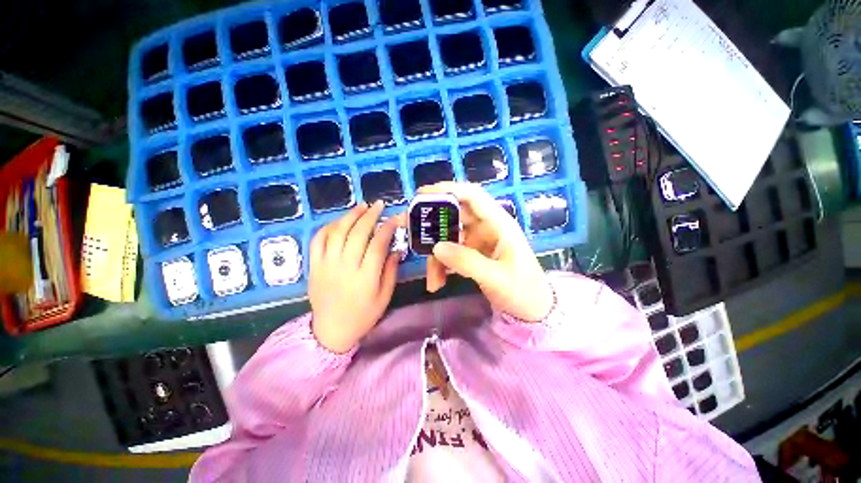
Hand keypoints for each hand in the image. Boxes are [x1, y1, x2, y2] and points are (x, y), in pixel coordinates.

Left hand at [309, 201, 402, 352]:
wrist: (331, 331)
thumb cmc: (363, 315)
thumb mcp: (385, 296)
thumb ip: (391, 271)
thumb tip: (396, 249)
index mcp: (366, 278)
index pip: (377, 244)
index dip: (388, 228)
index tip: (396, 218)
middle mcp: (345, 267)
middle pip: (357, 233)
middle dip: (370, 215)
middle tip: (378, 205)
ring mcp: (326, 265)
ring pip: (337, 232)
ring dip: (350, 216)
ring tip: (361, 206)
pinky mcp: (314, 266)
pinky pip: (318, 240)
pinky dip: (328, 227)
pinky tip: (339, 221)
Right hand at [422, 182, 552, 322]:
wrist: (534, 311)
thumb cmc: (523, 291)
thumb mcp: (496, 278)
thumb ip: (467, 261)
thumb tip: (436, 247)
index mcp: (499, 224)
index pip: (473, 196)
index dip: (448, 190)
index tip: (422, 194)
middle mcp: (486, 227)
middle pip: (454, 216)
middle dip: (432, 225)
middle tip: (410, 231)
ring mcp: (478, 241)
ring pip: (449, 238)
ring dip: (436, 256)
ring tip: (432, 279)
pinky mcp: (473, 254)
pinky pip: (451, 253)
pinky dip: (442, 266)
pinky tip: (437, 282)